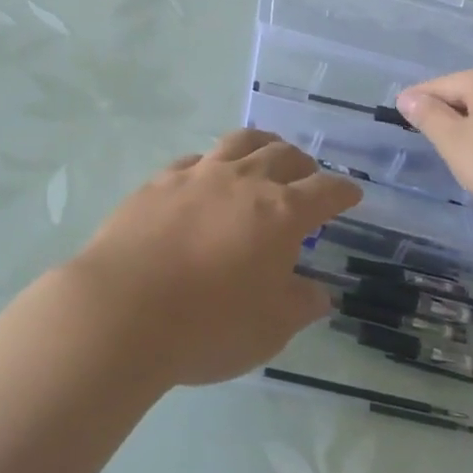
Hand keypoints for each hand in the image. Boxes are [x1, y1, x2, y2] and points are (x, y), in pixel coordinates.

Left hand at [65, 131, 361, 386]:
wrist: (121, 311)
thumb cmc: (207, 326)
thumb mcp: (269, 329)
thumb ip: (300, 304)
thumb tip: (319, 292)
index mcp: (281, 213)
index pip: (325, 191)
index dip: (343, 192)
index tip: (351, 195)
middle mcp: (244, 182)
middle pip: (284, 155)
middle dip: (303, 163)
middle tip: (307, 176)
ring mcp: (199, 175)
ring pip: (240, 142)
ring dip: (262, 145)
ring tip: (266, 154)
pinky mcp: (160, 180)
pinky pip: (196, 159)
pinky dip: (213, 162)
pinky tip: (207, 175)